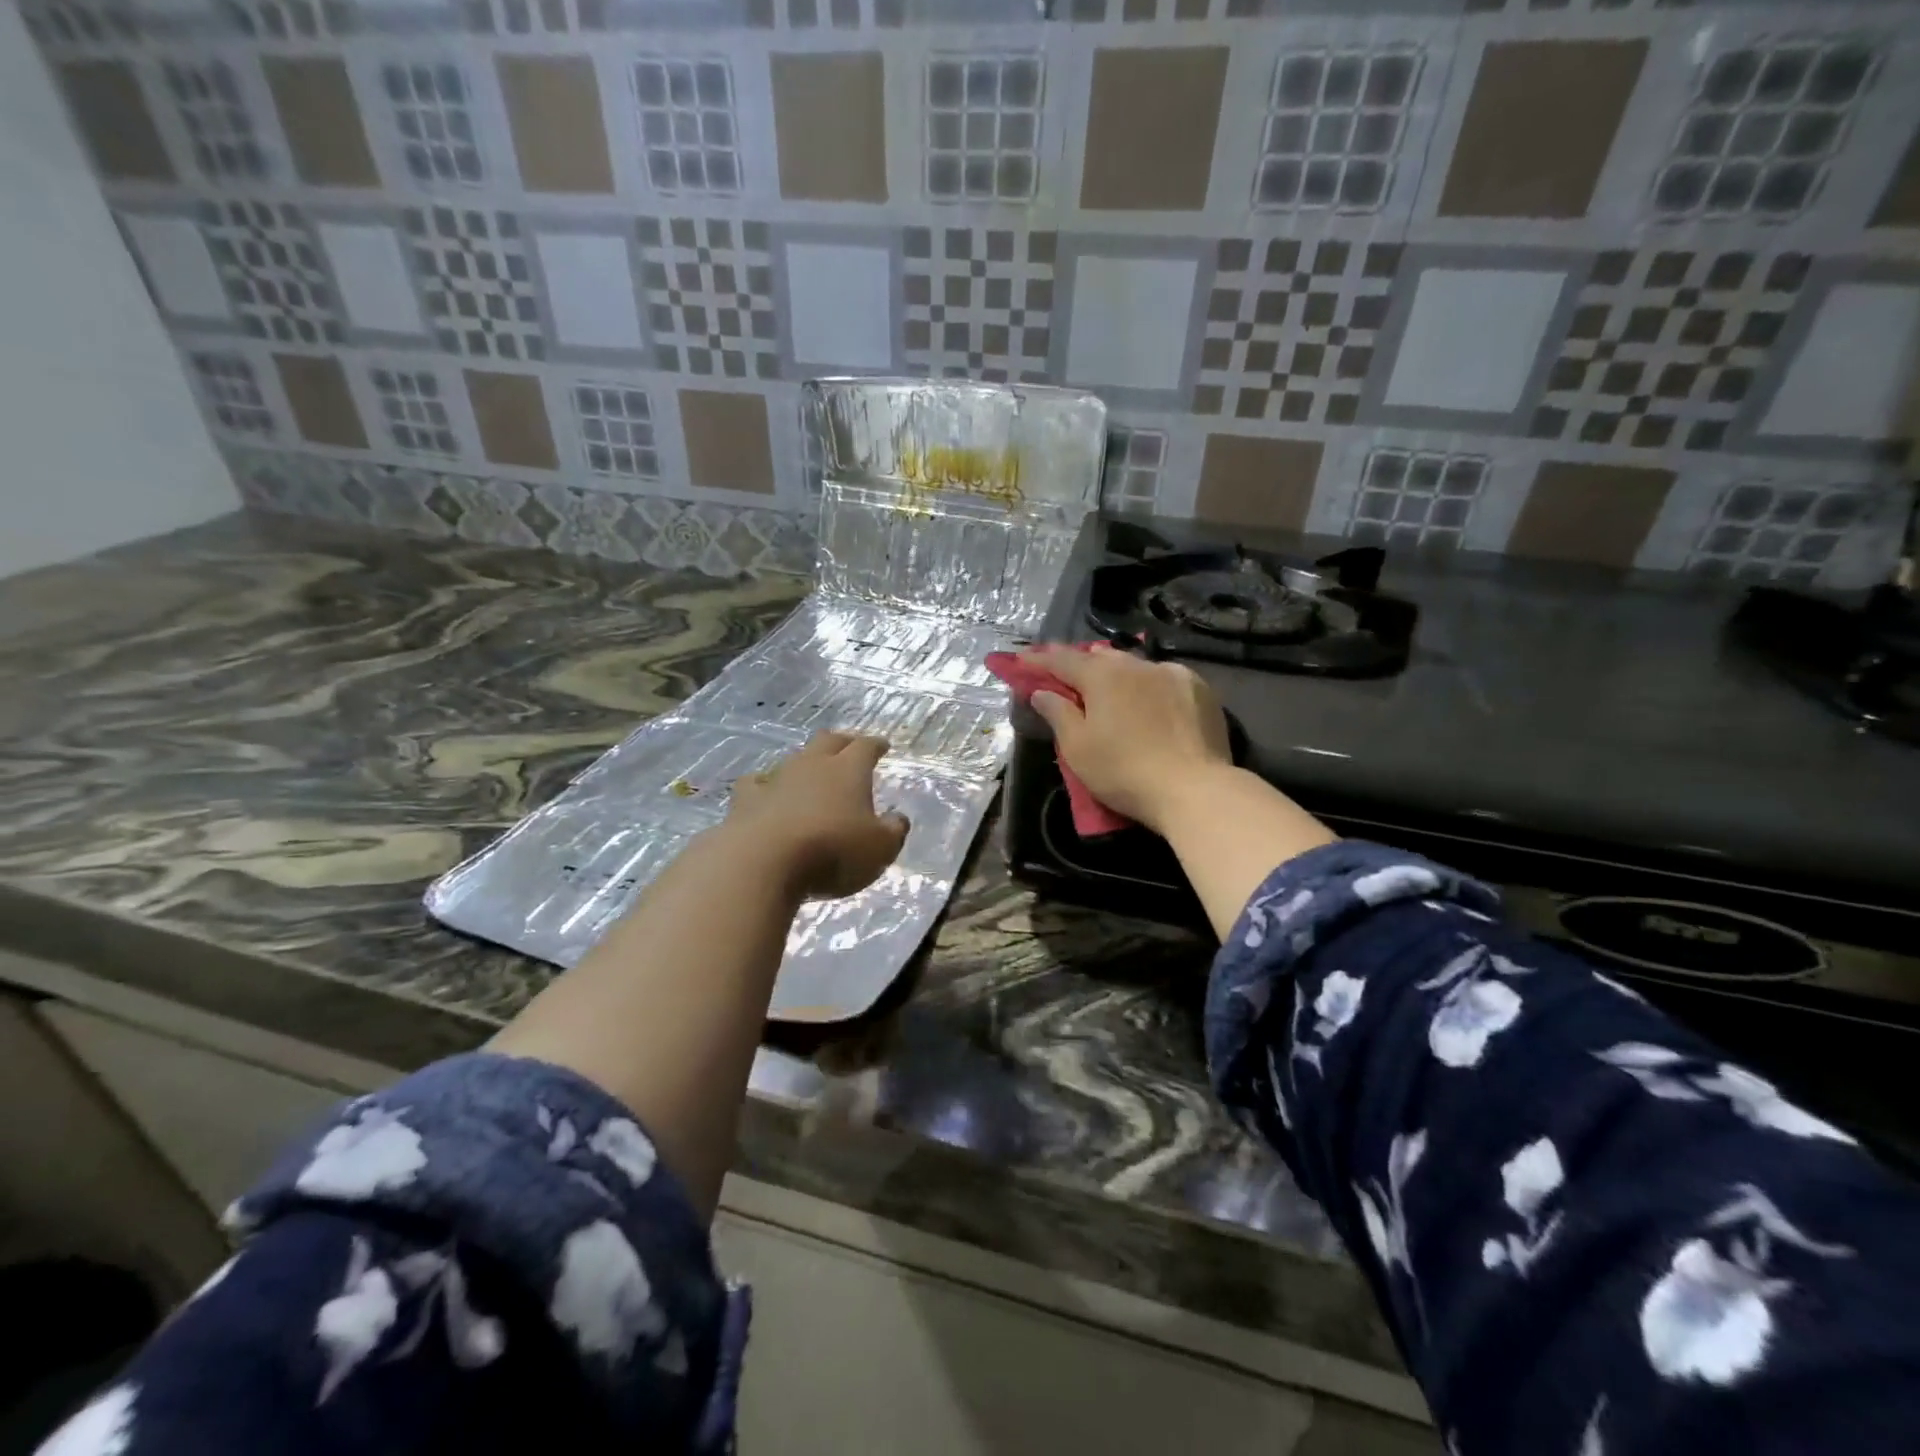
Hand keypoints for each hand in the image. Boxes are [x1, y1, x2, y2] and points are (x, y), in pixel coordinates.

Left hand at [721, 731, 908, 898]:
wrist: (763, 862)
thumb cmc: (832, 852)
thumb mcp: (880, 849)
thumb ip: (893, 831)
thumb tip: (898, 818)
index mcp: (849, 770)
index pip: (866, 747)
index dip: (876, 745)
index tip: (882, 746)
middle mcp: (813, 765)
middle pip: (828, 741)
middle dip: (842, 742)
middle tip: (850, 748)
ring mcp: (776, 779)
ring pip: (794, 758)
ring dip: (805, 763)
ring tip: (812, 772)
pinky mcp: (746, 800)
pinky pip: (756, 783)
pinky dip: (764, 785)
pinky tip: (764, 791)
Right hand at [1023, 646, 1232, 835]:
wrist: (1194, 789)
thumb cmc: (1124, 771)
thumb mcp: (1077, 748)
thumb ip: (1058, 714)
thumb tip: (1042, 692)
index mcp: (1102, 676)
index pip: (1062, 660)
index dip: (1038, 660)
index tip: (1021, 659)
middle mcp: (1137, 665)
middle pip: (1100, 658)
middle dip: (1079, 663)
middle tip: (1064, 672)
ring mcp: (1173, 674)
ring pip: (1135, 666)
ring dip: (1116, 673)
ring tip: (1108, 684)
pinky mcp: (1200, 690)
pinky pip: (1164, 678)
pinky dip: (1149, 685)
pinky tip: (1149, 699)